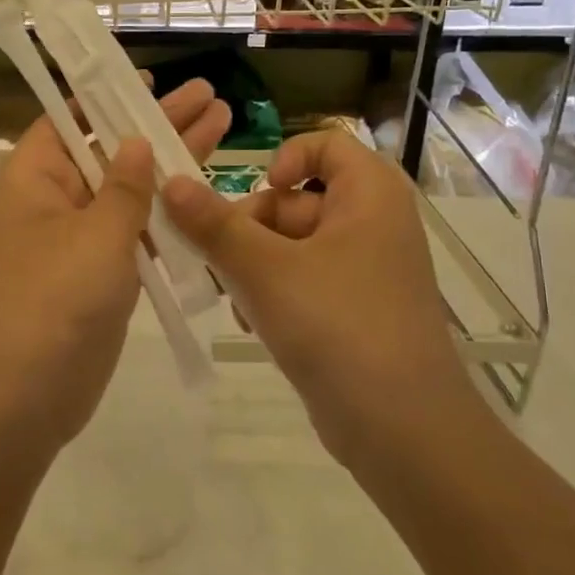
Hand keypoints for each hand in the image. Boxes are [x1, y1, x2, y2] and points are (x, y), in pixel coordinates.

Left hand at [0, 79, 231, 452]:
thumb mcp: (96, 234)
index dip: (108, 97)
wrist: (26, 395)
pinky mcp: (98, 274)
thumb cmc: (54, 300)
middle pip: (109, 150)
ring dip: (169, 166)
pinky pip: (134, 233)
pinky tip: (205, 194)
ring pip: (127, 192)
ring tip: (221, 127)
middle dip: (157, 125)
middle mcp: (53, 200)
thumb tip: (135, 142)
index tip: (150, 80)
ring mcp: (77, 239)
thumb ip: (125, 187)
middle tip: (209, 96)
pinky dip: (165, 215)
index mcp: (35, 177)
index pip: (71, 120)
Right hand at [162, 128, 485, 467]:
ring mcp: (365, 270)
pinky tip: (253, 324)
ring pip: (290, 245)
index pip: (325, 143)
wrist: (403, 431)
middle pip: (295, 199)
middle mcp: (372, 223)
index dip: (284, 158)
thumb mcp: (265, 269)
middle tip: (222, 263)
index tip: (253, 191)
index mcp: (369, 195)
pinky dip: (273, 294)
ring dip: (252, 266)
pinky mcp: (354, 310)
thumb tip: (170, 181)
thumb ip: (213, 223)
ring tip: (237, 301)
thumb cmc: (338, 327)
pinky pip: (302, 281)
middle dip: (250, 229)